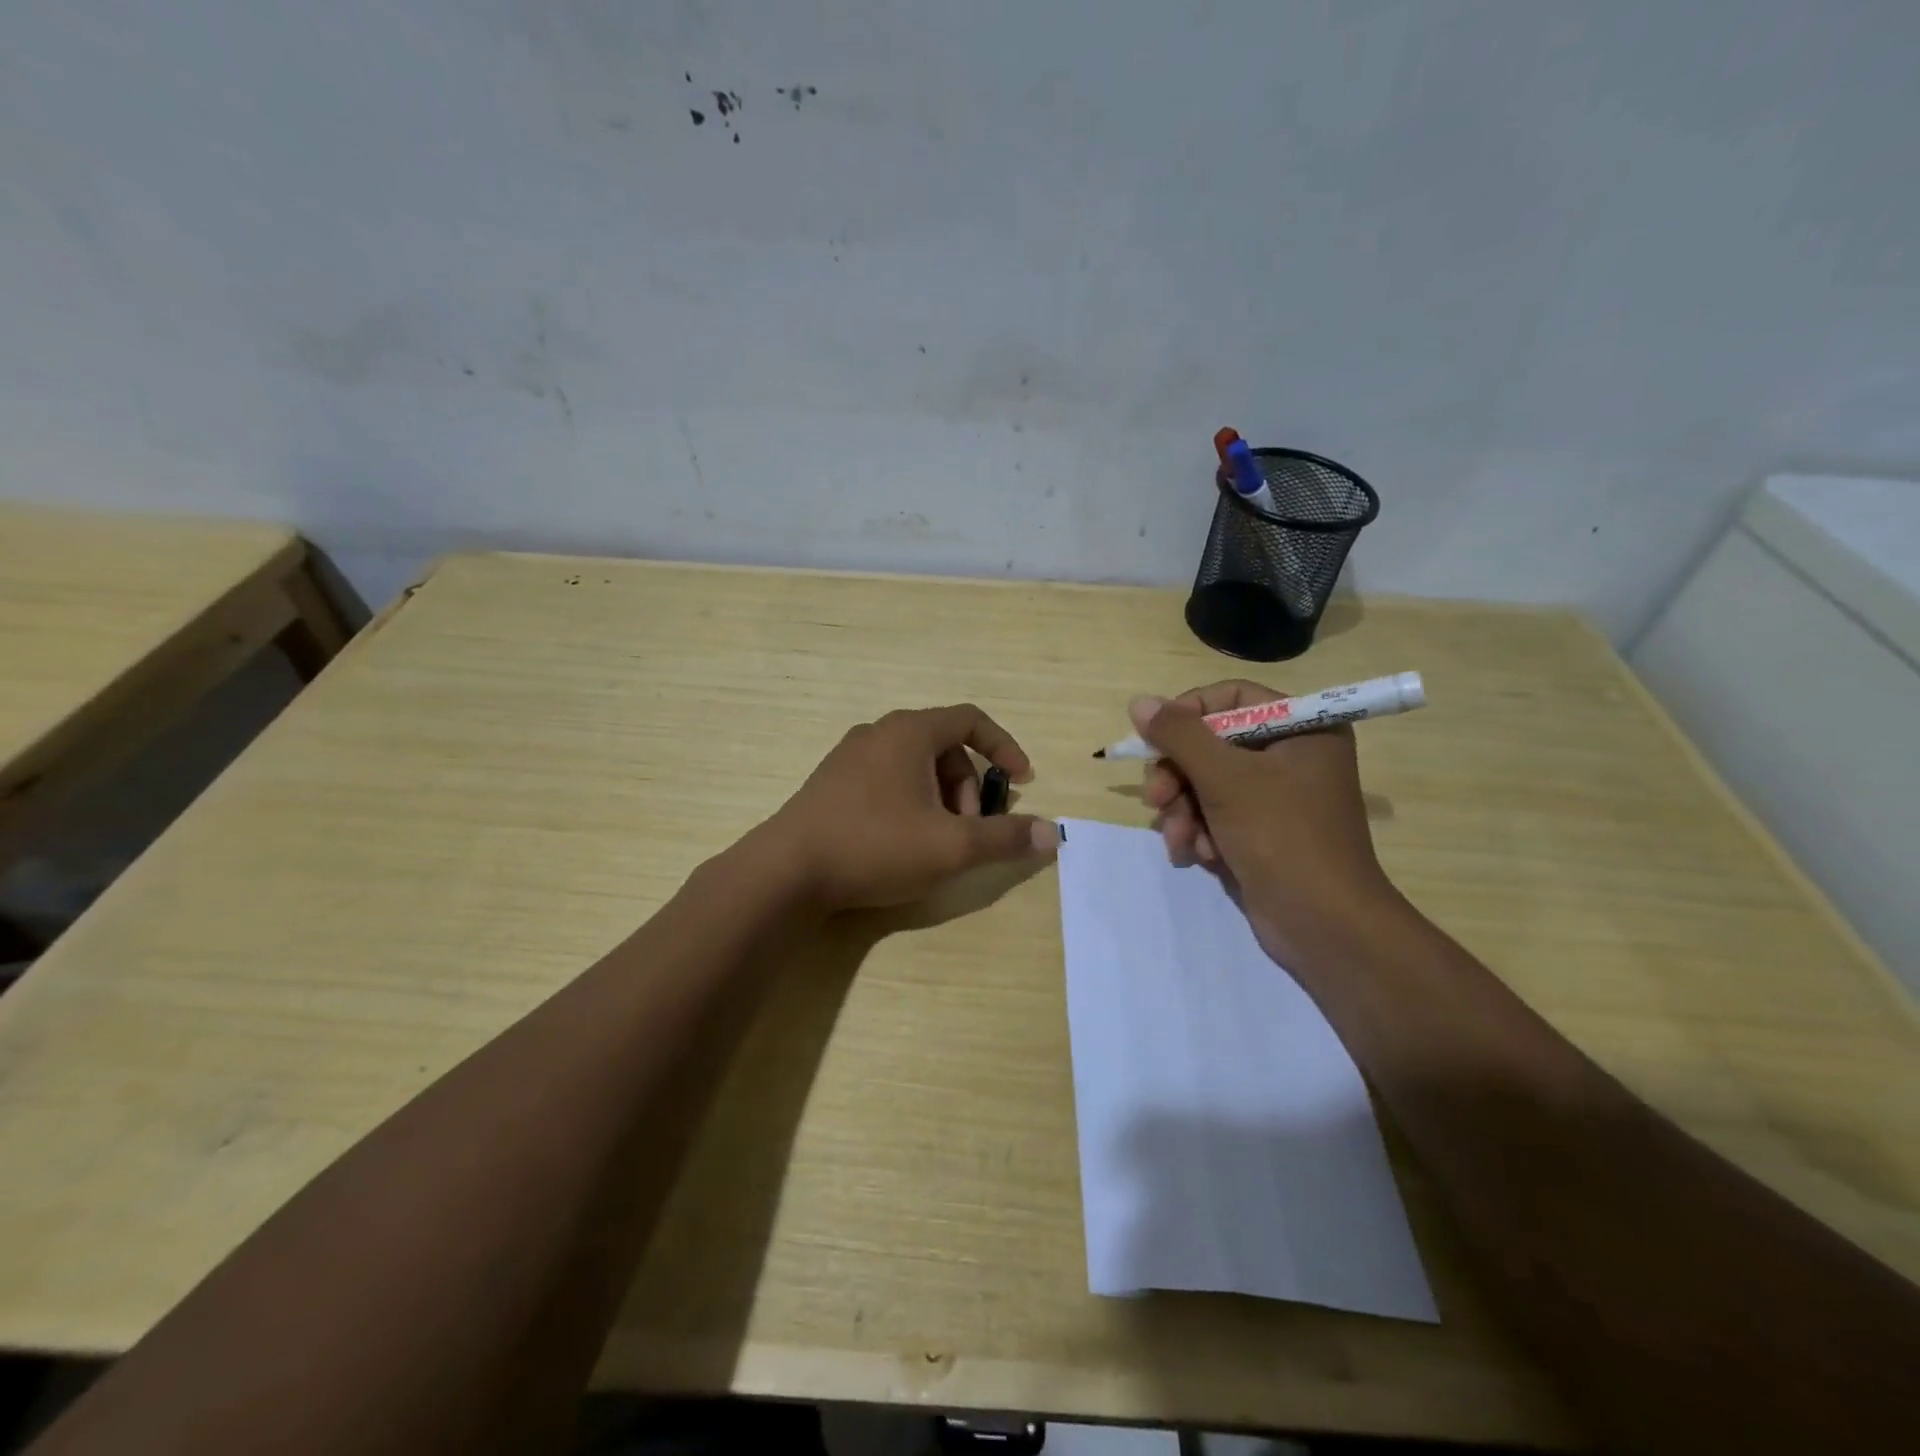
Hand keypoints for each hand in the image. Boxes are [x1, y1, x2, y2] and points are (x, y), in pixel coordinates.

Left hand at [765, 704, 1059, 911]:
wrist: (786, 872)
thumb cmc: (875, 846)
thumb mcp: (951, 846)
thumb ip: (1004, 838)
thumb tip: (1053, 833)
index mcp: (909, 731)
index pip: (971, 720)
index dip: (1004, 747)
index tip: (1022, 781)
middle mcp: (878, 733)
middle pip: (944, 747)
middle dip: (968, 787)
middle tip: (969, 831)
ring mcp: (849, 757)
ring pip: (914, 767)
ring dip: (940, 799)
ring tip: (935, 843)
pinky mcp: (831, 784)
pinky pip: (887, 781)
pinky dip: (910, 803)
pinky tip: (901, 844)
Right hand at [1133, 681, 1392, 961]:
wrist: (1322, 925)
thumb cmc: (1282, 837)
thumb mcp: (1226, 778)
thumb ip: (1180, 735)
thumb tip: (1139, 702)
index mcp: (1302, 728)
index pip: (1232, 698)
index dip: (1189, 713)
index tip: (1157, 738)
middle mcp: (1290, 756)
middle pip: (1211, 744)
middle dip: (1178, 775)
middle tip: (1157, 799)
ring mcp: (1274, 797)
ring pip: (1205, 783)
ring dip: (1183, 811)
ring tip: (1181, 840)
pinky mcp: (1259, 832)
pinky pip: (1214, 815)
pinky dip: (1199, 832)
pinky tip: (1197, 856)